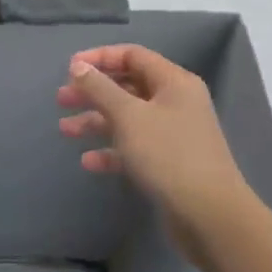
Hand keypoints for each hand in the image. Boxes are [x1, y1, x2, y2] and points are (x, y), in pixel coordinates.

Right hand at [57, 44, 255, 264]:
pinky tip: (89, 162)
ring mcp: (174, 134)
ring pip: (128, 118)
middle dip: (93, 92)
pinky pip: (135, 147)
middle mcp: (176, 102)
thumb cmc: (168, 155)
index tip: (69, 68)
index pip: (133, 55)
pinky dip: (112, 150)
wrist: (210, 216)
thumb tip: (78, 66)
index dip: (99, 58)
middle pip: (128, 86)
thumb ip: (100, 88)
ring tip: (66, 131)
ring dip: (97, 121)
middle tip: (61, 100)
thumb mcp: (128, 116)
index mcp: (174, 82)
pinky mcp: (169, 163)